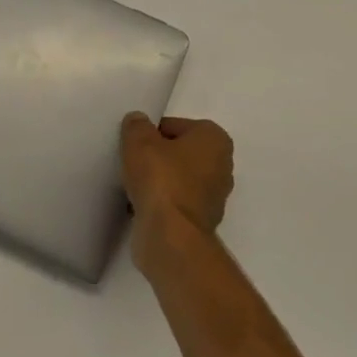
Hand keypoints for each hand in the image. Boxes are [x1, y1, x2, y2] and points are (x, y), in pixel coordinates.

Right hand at [121, 113, 233, 275]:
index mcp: (215, 139)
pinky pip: (176, 202)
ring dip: (159, 181)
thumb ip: (137, 126)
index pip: (177, 126)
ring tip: (134, 184)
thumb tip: (138, 121)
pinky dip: (161, 202)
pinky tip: (140, 205)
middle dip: (159, 156)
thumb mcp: (139, 141)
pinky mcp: (201, 221)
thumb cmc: (160, 178)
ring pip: (179, 179)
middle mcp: (222, 166)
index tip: (136, 144)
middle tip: (134, 162)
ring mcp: (214, 197)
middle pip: (181, 153)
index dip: (153, 133)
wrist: (170, 234)